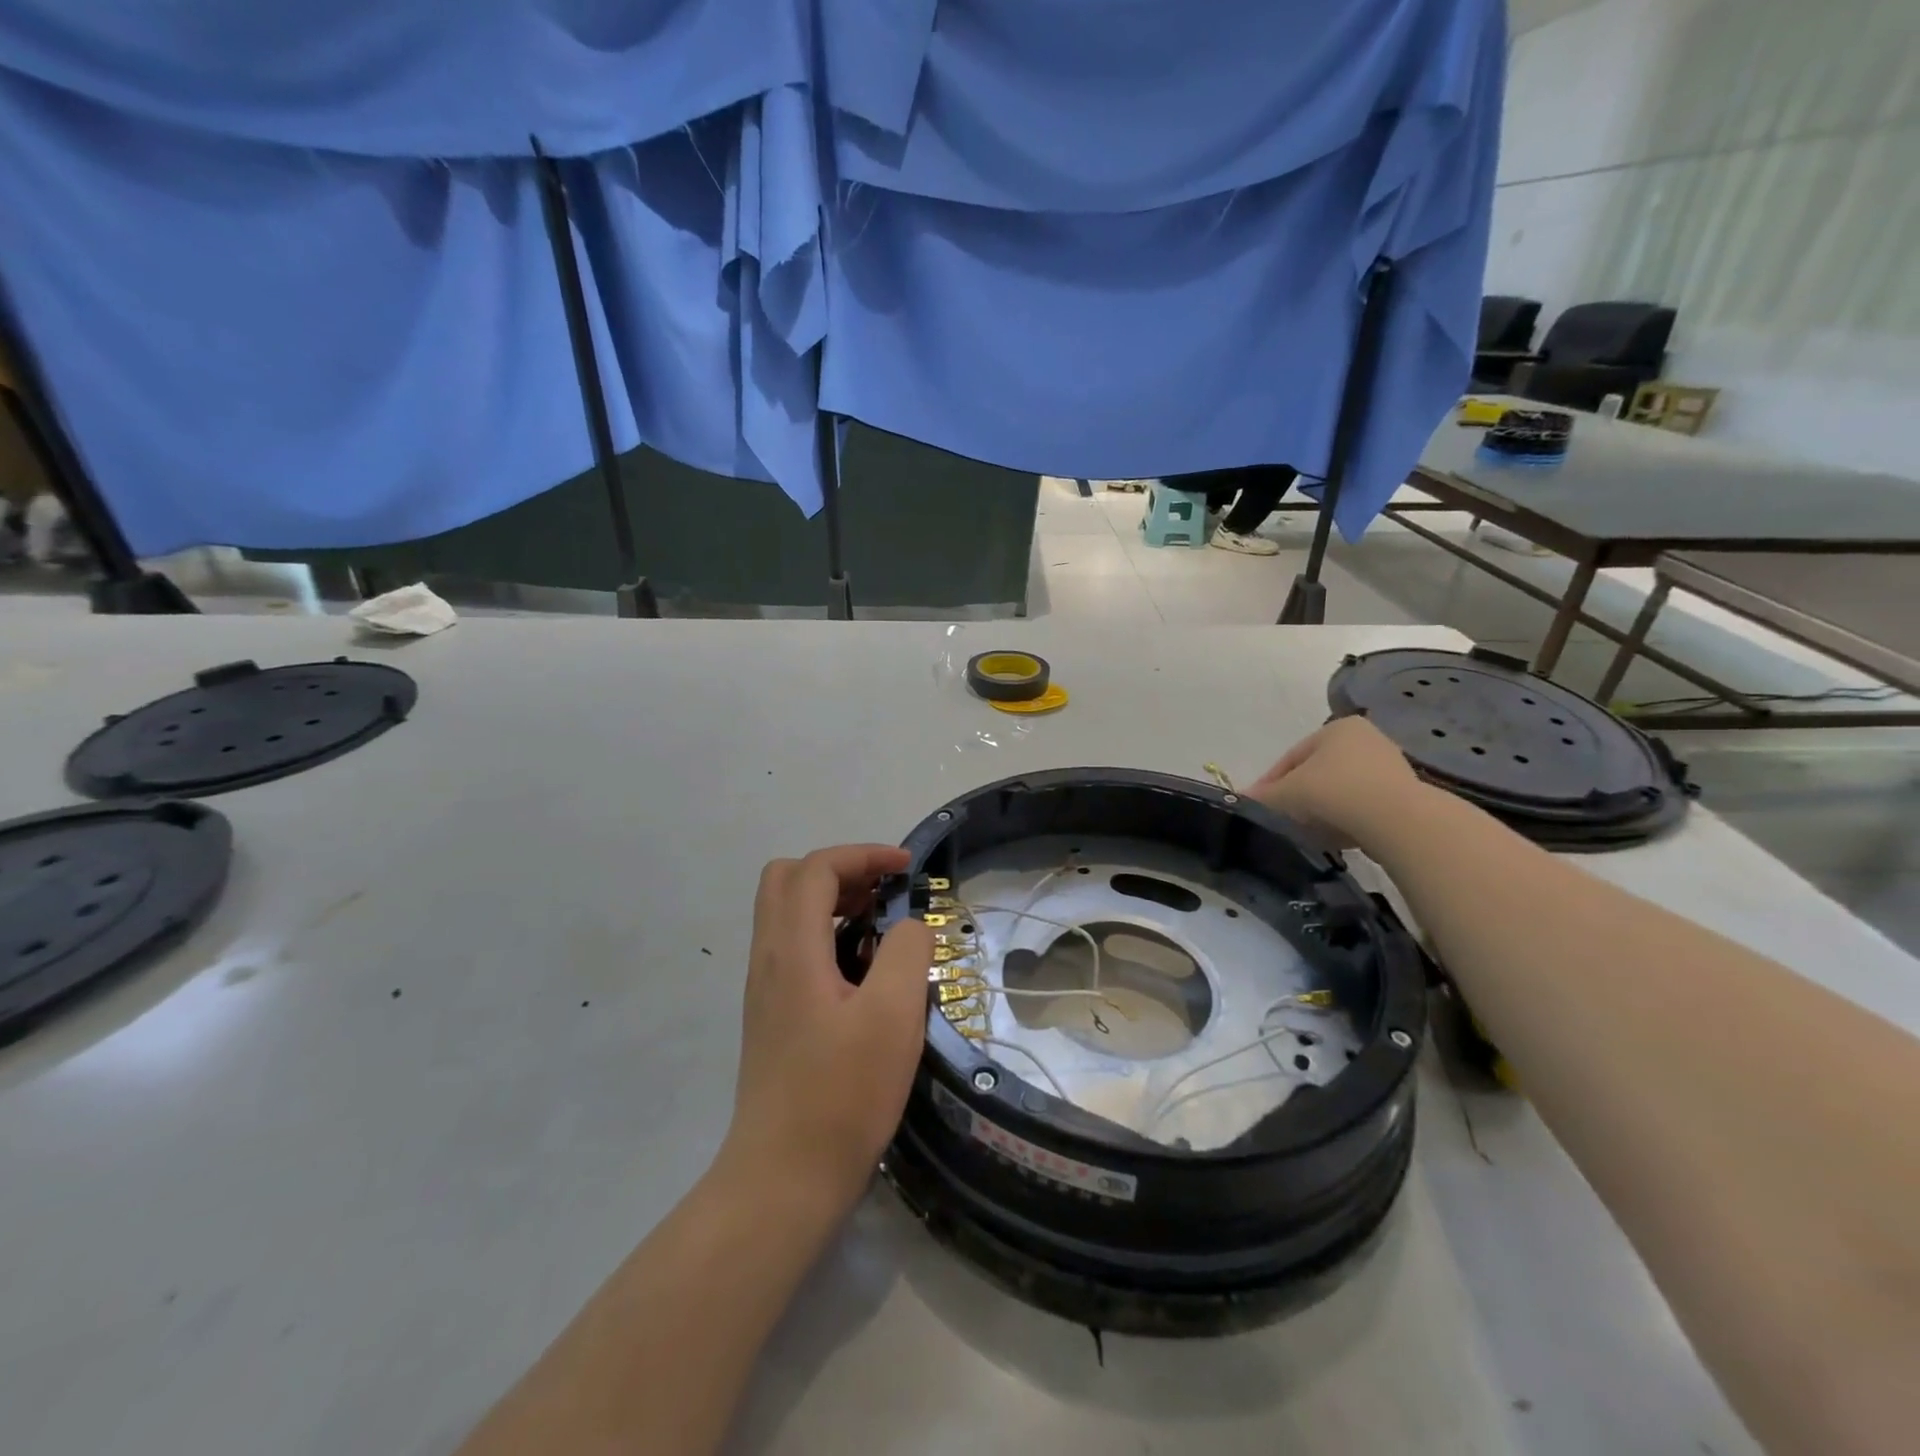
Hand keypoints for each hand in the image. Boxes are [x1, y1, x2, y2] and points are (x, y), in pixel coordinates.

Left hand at [722, 845, 935, 1219]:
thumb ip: (906, 953)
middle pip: (788, 879)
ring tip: (880, 927)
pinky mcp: (771, 1014)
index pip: (815, 869)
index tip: (906, 869)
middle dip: (840, 871)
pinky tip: (862, 972)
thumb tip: (909, 927)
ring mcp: (764, 988)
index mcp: (792, 950)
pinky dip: (825, 934)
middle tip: (884, 892)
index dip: (862, 854)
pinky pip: (792, 946)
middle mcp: (769, 958)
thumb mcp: (892, 1017)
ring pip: (786, 913)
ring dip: (832, 901)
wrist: (783, 1179)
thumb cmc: (842, 1095)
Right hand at [1250, 716, 1427, 848]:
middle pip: (1317, 772)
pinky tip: (1336, 836)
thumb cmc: (1333, 793)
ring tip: (1307, 832)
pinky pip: (1363, 805)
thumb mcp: (1285, 794)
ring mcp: (1391, 766)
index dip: (1270, 783)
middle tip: (1282, 819)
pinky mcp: (1406, 795)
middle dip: (1298, 796)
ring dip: (1322, 809)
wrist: (1396, 821)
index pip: (1291, 757)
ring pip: (1340, 790)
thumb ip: (1261, 796)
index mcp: (1337, 727)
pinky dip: (1346, 818)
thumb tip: (1242, 799)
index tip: (1259, 806)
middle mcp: (1367, 738)